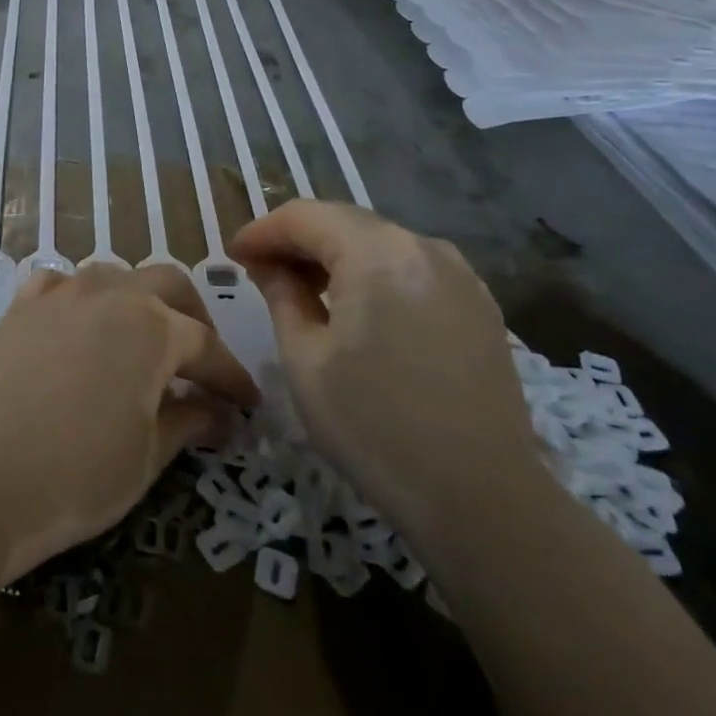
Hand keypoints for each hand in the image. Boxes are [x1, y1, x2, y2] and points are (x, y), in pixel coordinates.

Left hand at [0, 264, 260, 584]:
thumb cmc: (78, 476)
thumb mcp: (148, 457)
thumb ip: (188, 422)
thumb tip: (219, 414)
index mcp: (152, 328)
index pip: (206, 345)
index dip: (231, 376)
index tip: (247, 403)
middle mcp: (109, 295)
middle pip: (167, 284)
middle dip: (193, 317)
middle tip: (199, 360)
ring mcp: (59, 295)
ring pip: (113, 275)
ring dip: (137, 300)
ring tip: (140, 339)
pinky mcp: (19, 307)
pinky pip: (59, 284)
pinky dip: (80, 298)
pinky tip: (78, 326)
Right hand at [229, 201, 541, 547]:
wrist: (482, 499)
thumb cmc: (374, 428)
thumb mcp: (305, 359)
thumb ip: (282, 296)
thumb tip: (268, 265)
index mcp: (378, 254)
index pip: (305, 217)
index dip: (262, 231)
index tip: (233, 255)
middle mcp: (424, 247)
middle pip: (344, 222)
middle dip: (297, 239)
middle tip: (260, 270)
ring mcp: (460, 274)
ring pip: (379, 242)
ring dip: (335, 255)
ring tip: (304, 289)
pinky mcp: (479, 304)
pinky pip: (411, 267)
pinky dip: (373, 273)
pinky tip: (357, 307)